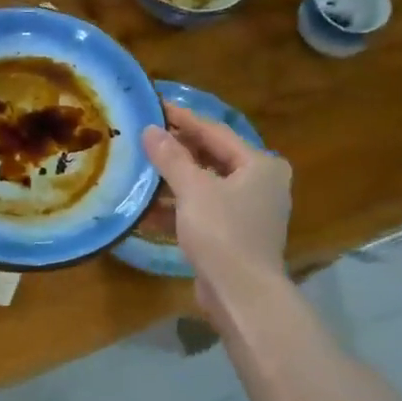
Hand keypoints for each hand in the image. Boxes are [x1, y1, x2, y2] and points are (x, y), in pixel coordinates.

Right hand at [142, 103, 291, 311]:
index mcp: (260, 165)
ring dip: (174, 182)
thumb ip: (171, 157)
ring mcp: (249, 213)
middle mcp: (260, 184)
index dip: (184, 120)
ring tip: (141, 171)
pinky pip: (203, 212)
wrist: (242, 294)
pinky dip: (179, 209)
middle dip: (177, 152)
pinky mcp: (235, 237)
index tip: (156, 107)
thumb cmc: (222, 233)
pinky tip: (147, 210)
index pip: (216, 132)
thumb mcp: (193, 190)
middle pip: (213, 159)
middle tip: (145, 138)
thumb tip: (151, 130)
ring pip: (206, 187)